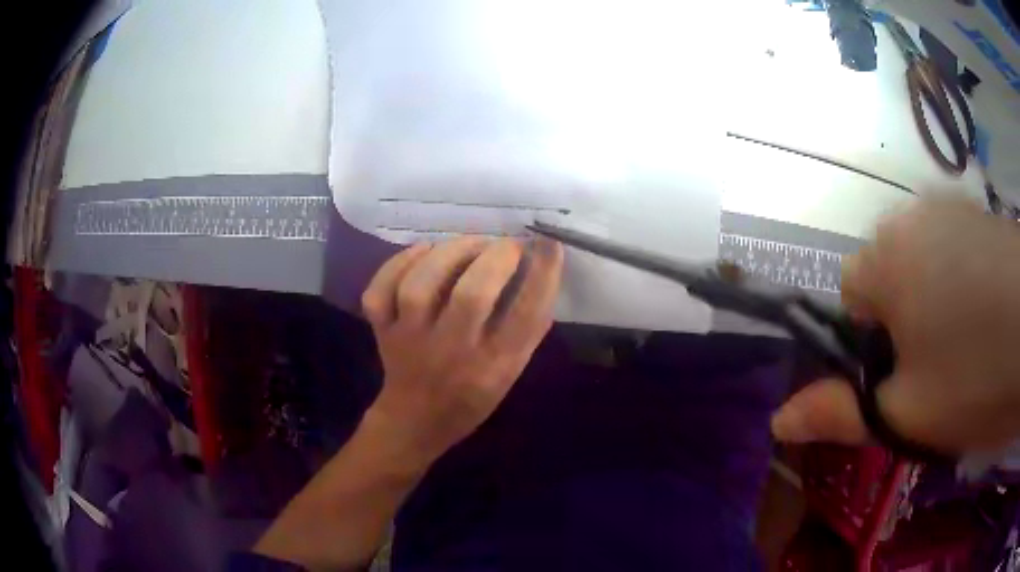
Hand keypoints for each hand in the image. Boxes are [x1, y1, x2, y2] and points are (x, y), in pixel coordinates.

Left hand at [361, 236, 563, 465]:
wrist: (415, 421)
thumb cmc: (472, 397)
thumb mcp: (511, 372)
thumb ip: (527, 329)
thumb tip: (541, 269)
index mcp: (491, 367)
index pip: (524, 316)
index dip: (541, 274)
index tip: (548, 244)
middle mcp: (451, 352)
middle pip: (471, 295)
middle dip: (496, 257)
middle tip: (508, 244)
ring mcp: (409, 340)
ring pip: (421, 286)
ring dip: (450, 252)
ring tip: (471, 243)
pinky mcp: (382, 331)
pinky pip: (381, 290)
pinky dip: (399, 262)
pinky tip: (424, 251)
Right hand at [772, 197, 1019, 453]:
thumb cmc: (976, 374)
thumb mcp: (907, 414)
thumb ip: (842, 413)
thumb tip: (778, 422)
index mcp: (885, 256)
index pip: (850, 294)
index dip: (867, 343)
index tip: (898, 377)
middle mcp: (912, 216)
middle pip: (891, 276)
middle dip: (904, 322)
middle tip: (936, 370)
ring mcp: (953, 209)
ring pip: (927, 264)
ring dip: (936, 302)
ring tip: (969, 342)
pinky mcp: (982, 215)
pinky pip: (958, 250)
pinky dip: (964, 282)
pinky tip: (989, 311)